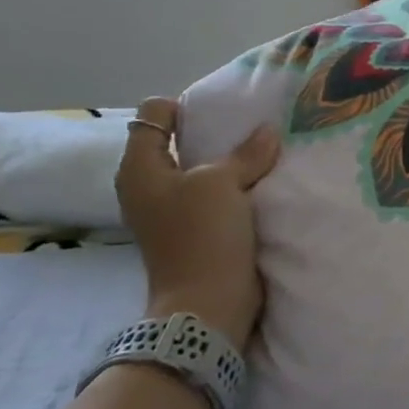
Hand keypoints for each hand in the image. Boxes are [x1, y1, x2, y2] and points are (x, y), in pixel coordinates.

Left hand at [116, 97, 281, 345]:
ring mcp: (170, 210)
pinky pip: (213, 193)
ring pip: (199, 169)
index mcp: (140, 168)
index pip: (153, 115)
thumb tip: (268, 131)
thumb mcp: (223, 182)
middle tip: (249, 124)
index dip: (184, 106)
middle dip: (212, 132)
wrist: (208, 302)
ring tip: (261, 150)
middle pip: (177, 141)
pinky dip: (233, 185)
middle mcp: (148, 186)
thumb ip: (246, 152)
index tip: (222, 110)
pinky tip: (259, 180)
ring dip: (227, 160)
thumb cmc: (201, 234)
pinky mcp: (193, 229)